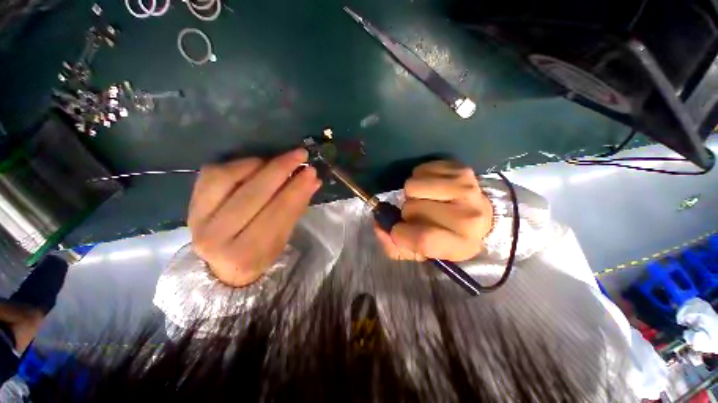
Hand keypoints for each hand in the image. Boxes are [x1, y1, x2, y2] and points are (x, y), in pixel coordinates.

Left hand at [188, 149, 320, 286]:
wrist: (221, 266)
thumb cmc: (259, 254)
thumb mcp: (282, 238)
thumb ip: (296, 208)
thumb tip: (313, 180)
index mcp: (246, 254)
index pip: (277, 214)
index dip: (296, 190)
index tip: (311, 171)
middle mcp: (216, 237)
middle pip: (252, 194)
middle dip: (280, 170)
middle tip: (300, 154)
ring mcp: (198, 218)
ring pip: (228, 178)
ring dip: (260, 164)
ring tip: (280, 160)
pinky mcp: (191, 203)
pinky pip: (213, 173)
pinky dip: (239, 163)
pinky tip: (258, 163)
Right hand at [375, 161, 492, 261]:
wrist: (479, 214)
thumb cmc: (447, 235)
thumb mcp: (423, 252)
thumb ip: (395, 246)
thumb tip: (379, 226)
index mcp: (461, 244)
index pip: (423, 238)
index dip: (401, 233)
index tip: (397, 230)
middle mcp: (469, 216)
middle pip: (412, 209)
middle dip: (407, 213)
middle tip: (419, 215)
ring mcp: (466, 187)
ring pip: (412, 186)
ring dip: (411, 194)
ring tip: (424, 199)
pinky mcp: (459, 168)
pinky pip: (419, 170)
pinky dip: (419, 179)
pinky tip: (430, 187)